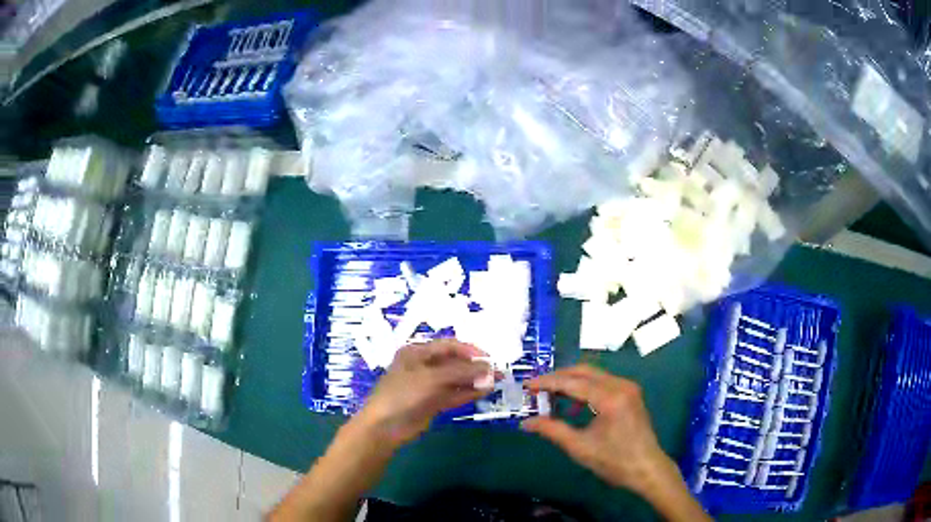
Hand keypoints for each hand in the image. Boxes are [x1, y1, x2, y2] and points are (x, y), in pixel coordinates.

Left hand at [354, 339, 493, 446]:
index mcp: (417, 352)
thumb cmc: (403, 394)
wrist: (384, 426)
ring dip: (473, 380)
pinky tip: (484, 392)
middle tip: (497, 372)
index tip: (489, 358)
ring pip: (455, 379)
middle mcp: (423, 365)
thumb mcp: (431, 379)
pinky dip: (467, 392)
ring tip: (495, 382)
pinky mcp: (432, 402)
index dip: (470, 350)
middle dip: (475, 367)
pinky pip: (453, 394)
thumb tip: (489, 369)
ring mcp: (428, 385)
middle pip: (454, 362)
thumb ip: (461, 372)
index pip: (449, 346)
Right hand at [522, 366, 676, 498]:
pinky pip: (602, 382)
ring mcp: (628, 387)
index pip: (572, 382)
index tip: (526, 385)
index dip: (547, 382)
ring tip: (549, 395)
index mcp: (609, 397)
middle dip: (558, 377)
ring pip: (593, 375)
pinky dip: (584, 388)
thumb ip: (551, 430)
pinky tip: (572, 404)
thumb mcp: (579, 447)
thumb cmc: (614, 461)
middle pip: (583, 371)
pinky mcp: (630, 393)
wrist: (647, 468)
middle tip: (536, 388)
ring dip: (571, 382)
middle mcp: (620, 385)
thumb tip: (525, 423)